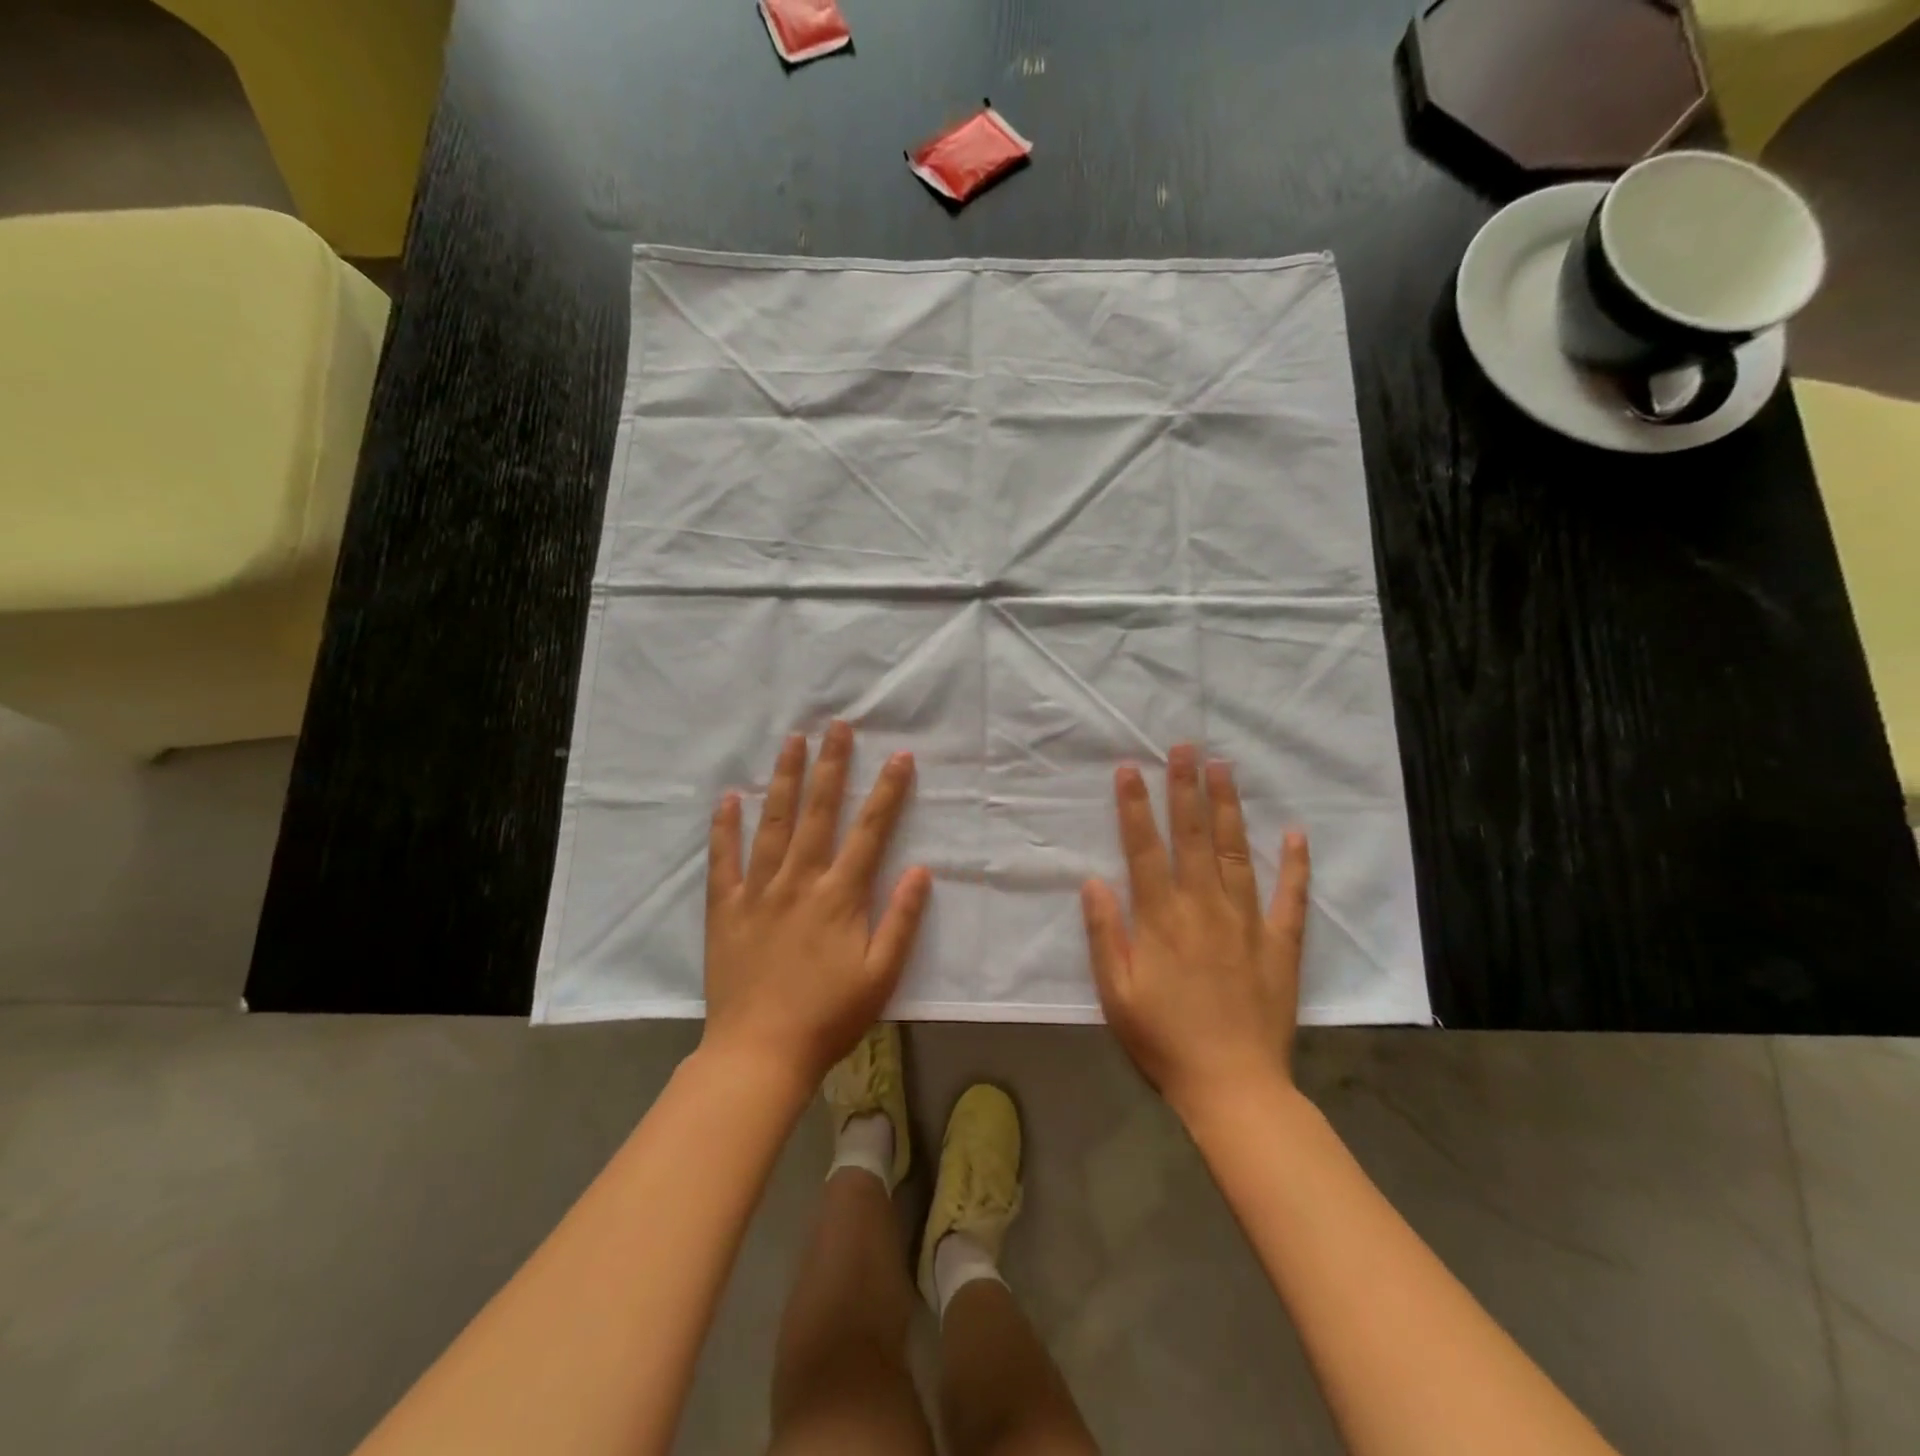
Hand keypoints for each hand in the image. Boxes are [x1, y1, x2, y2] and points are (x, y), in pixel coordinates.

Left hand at [702, 722, 930, 1089]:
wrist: (760, 1053)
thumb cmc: (829, 1017)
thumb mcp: (881, 976)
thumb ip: (902, 920)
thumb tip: (922, 870)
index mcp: (840, 896)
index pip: (870, 831)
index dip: (886, 791)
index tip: (898, 756)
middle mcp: (800, 881)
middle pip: (818, 812)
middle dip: (830, 765)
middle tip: (836, 725)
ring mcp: (759, 891)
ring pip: (772, 823)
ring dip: (783, 779)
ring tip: (791, 741)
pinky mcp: (726, 908)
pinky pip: (724, 860)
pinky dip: (725, 828)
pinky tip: (729, 798)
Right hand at [1081, 745, 1309, 1121]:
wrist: (1233, 1088)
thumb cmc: (1164, 1041)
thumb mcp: (1116, 994)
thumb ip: (1104, 934)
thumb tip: (1092, 880)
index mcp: (1162, 919)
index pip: (1145, 849)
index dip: (1135, 807)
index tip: (1130, 769)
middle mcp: (1204, 907)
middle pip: (1194, 837)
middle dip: (1186, 788)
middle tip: (1186, 746)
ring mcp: (1247, 922)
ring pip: (1238, 852)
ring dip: (1230, 808)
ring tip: (1225, 768)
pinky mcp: (1280, 944)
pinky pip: (1290, 897)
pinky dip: (1295, 864)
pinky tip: (1297, 832)